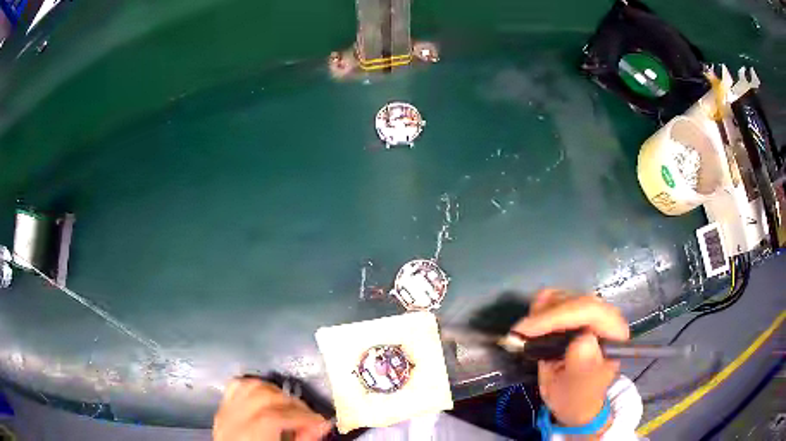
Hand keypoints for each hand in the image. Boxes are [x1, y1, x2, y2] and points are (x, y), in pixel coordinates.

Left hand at [213, 378, 331, 440]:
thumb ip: (302, 440)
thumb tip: (321, 424)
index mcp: (249, 436)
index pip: (275, 417)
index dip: (303, 417)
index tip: (322, 423)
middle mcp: (233, 420)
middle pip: (264, 397)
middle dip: (293, 404)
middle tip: (310, 416)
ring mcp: (225, 412)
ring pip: (250, 386)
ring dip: (275, 392)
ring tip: (291, 407)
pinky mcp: (222, 409)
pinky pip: (236, 386)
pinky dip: (254, 386)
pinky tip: (268, 395)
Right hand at [512, 289, 629, 427]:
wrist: (575, 399)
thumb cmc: (578, 396)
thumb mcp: (578, 390)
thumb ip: (583, 366)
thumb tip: (583, 340)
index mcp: (614, 333)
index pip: (589, 311)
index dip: (557, 316)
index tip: (526, 330)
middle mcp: (605, 316)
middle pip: (574, 300)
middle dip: (545, 314)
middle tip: (518, 333)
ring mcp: (591, 312)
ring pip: (564, 296)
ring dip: (540, 312)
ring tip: (525, 334)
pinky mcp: (576, 312)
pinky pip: (556, 299)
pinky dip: (540, 309)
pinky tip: (533, 326)